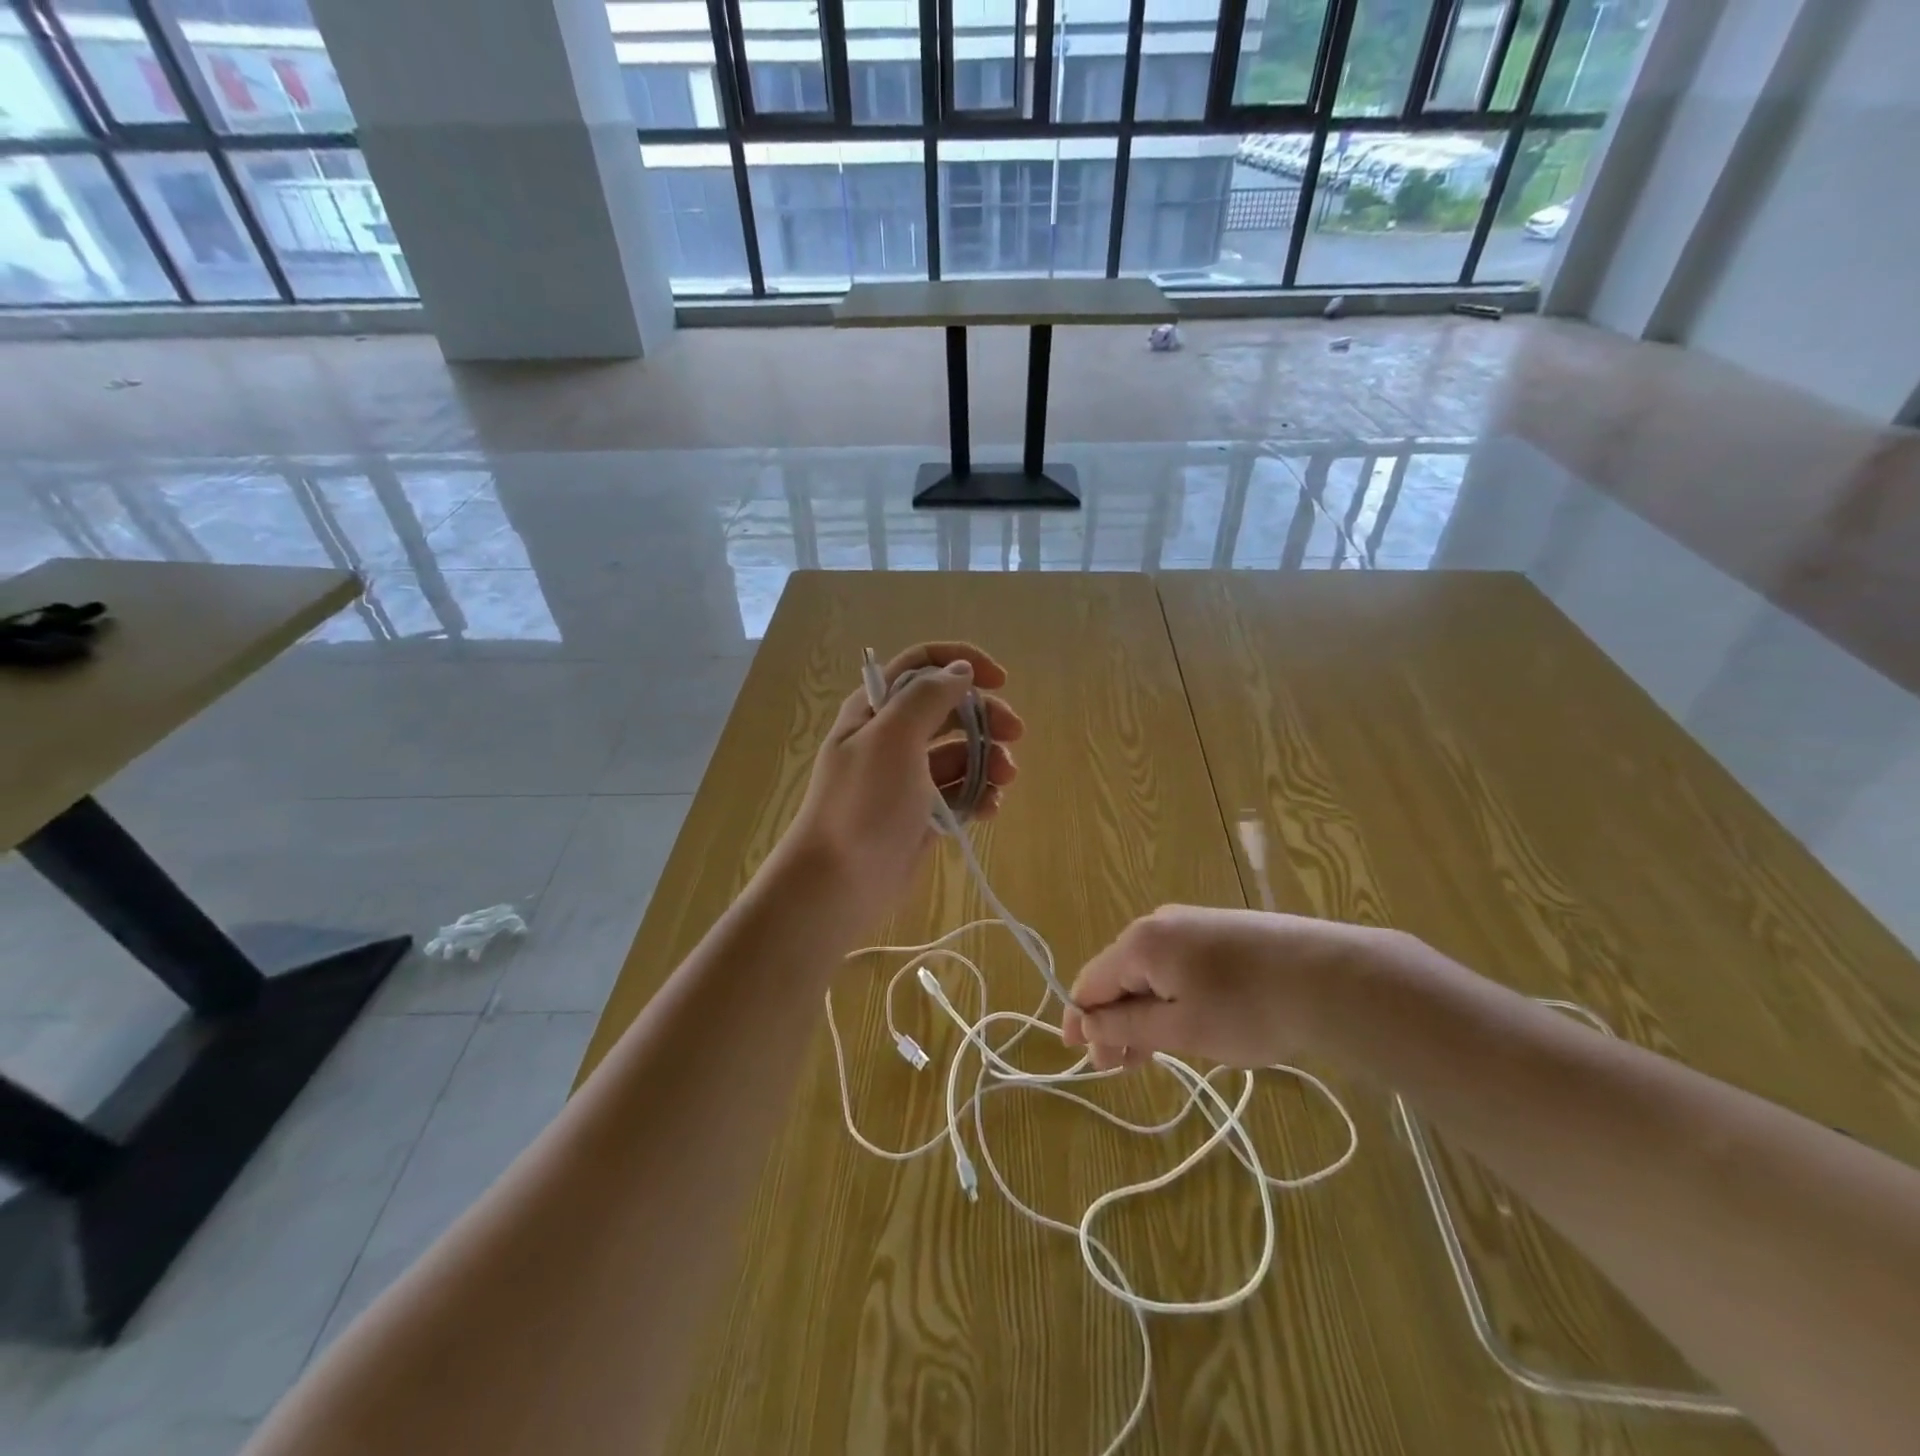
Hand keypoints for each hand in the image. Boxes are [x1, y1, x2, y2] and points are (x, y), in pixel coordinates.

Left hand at [780, 642, 1022, 931]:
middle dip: (985, 717)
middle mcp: (892, 737)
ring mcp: (908, 777)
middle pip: (949, 709)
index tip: (1000, 680)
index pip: (921, 665)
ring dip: (988, 760)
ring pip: (959, 753)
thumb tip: (961, 670)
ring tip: (1005, 780)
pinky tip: (991, 808)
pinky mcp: (923, 814)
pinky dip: (979, 795)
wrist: (839, 882)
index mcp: (876, 709)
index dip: (961, 662)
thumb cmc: (864, 802)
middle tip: (1015, 734)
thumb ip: (928, 696)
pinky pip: (959, 792)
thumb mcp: (893, 737)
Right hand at [1060, 905, 1404, 1070]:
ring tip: (1153, 1053)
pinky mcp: (1222, 932)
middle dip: (1114, 1021)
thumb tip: (1087, 1023)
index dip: (1079, 1019)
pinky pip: (1178, 965)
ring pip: (1150, 972)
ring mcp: (1193, 924)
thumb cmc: (1247, 1009)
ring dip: (1142, 1012)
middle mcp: (1159, 924)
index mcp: (1141, 942)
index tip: (1078, 1056)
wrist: (1332, 978)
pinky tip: (1187, 1023)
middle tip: (1121, 1068)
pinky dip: (1170, 997)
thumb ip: (1127, 1027)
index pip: (1090, 980)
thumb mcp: (1181, 1029)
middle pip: (1119, 975)